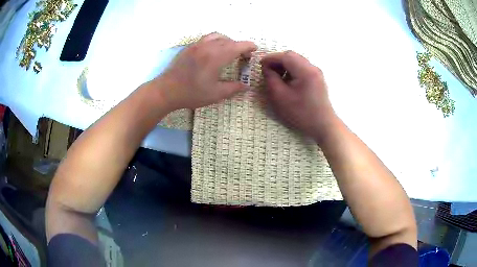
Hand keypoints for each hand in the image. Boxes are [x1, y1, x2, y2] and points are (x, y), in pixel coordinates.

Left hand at [154, 33, 256, 109]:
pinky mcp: (189, 48)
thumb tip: (246, 86)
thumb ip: (233, 88)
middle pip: (228, 40)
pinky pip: (206, 38)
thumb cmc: (192, 93)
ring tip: (228, 50)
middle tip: (243, 55)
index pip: (237, 46)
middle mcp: (208, 46)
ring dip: (226, 40)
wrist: (166, 90)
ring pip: (216, 36)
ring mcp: (197, 45)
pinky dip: (215, 41)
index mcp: (216, 56)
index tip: (254, 49)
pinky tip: (212, 51)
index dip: (248, 46)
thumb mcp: (215, 94)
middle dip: (239, 45)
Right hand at [261, 51, 336, 141]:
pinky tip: (287, 80)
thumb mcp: (280, 97)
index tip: (260, 65)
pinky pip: (302, 67)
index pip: (285, 56)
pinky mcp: (317, 78)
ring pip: (297, 61)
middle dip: (278, 61)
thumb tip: (267, 68)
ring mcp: (316, 72)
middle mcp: (313, 67)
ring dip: (285, 65)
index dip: (271, 58)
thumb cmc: (301, 113)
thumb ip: (271, 79)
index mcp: (305, 71)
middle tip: (267, 70)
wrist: (323, 125)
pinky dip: (292, 70)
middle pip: (292, 56)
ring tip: (276, 76)